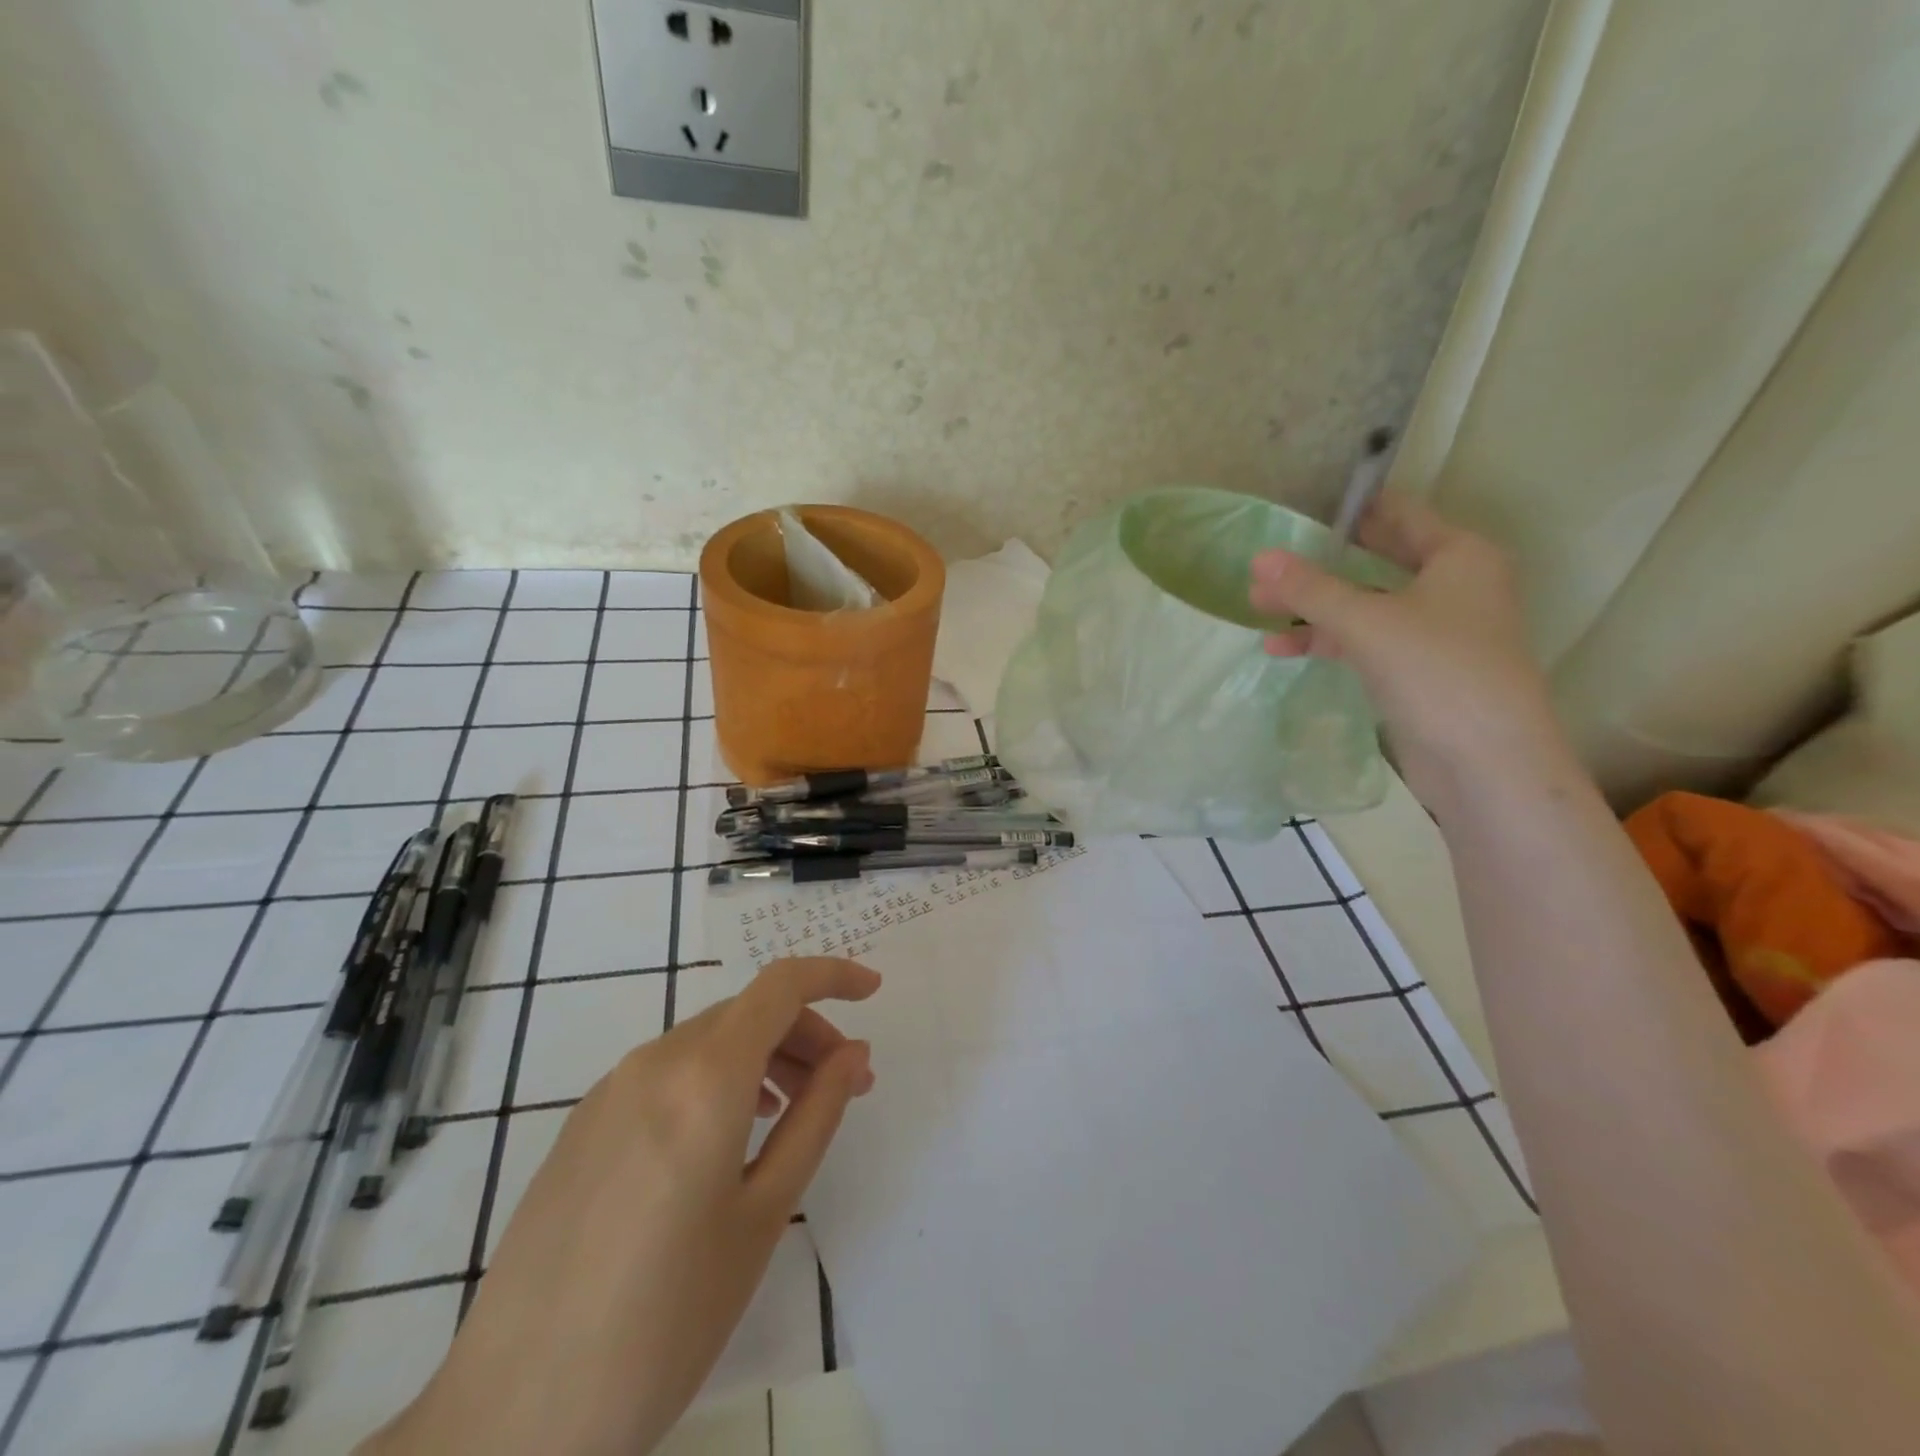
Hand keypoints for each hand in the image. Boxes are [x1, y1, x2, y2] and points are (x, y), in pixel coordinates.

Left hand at [363, 957, 879, 1455]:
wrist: (515, 1416)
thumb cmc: (666, 1319)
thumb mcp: (764, 1212)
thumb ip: (816, 1116)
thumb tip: (853, 1054)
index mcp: (703, 1078)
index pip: (780, 986)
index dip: (833, 975)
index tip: (873, 991)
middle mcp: (653, 1063)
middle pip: (746, 1013)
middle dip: (805, 1032)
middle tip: (845, 1086)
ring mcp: (609, 1091)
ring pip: (706, 1040)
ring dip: (762, 1056)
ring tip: (791, 1114)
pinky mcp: (582, 1124)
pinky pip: (667, 1072)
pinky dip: (716, 1079)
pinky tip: (726, 1139)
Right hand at [1249, 492, 1568, 806]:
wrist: (1485, 760)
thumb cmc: (1437, 670)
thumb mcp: (1366, 622)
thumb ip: (1311, 589)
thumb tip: (1258, 558)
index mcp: (1458, 555)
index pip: (1398, 514)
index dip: (1349, 509)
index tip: (1298, 508)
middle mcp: (1452, 585)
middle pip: (1375, 561)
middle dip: (1319, 564)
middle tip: (1268, 561)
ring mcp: (1433, 630)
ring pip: (1364, 605)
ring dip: (1314, 607)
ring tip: (1257, 606)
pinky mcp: (1416, 669)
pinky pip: (1364, 641)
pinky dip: (1326, 641)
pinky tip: (1280, 649)